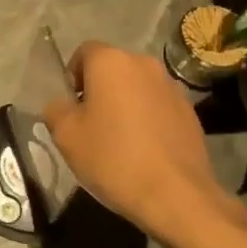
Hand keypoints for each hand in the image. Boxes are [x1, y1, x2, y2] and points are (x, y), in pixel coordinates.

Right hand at [42, 42, 246, 245]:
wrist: (176, 195)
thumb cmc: (113, 158)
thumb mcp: (66, 136)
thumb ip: (56, 110)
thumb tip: (62, 105)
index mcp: (111, 62)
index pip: (84, 52)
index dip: (73, 77)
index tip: (72, 108)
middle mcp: (144, 64)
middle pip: (113, 69)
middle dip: (100, 90)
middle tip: (91, 125)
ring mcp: (172, 87)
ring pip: (137, 88)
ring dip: (125, 104)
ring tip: (120, 140)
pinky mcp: (190, 112)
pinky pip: (158, 106)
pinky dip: (148, 119)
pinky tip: (144, 151)